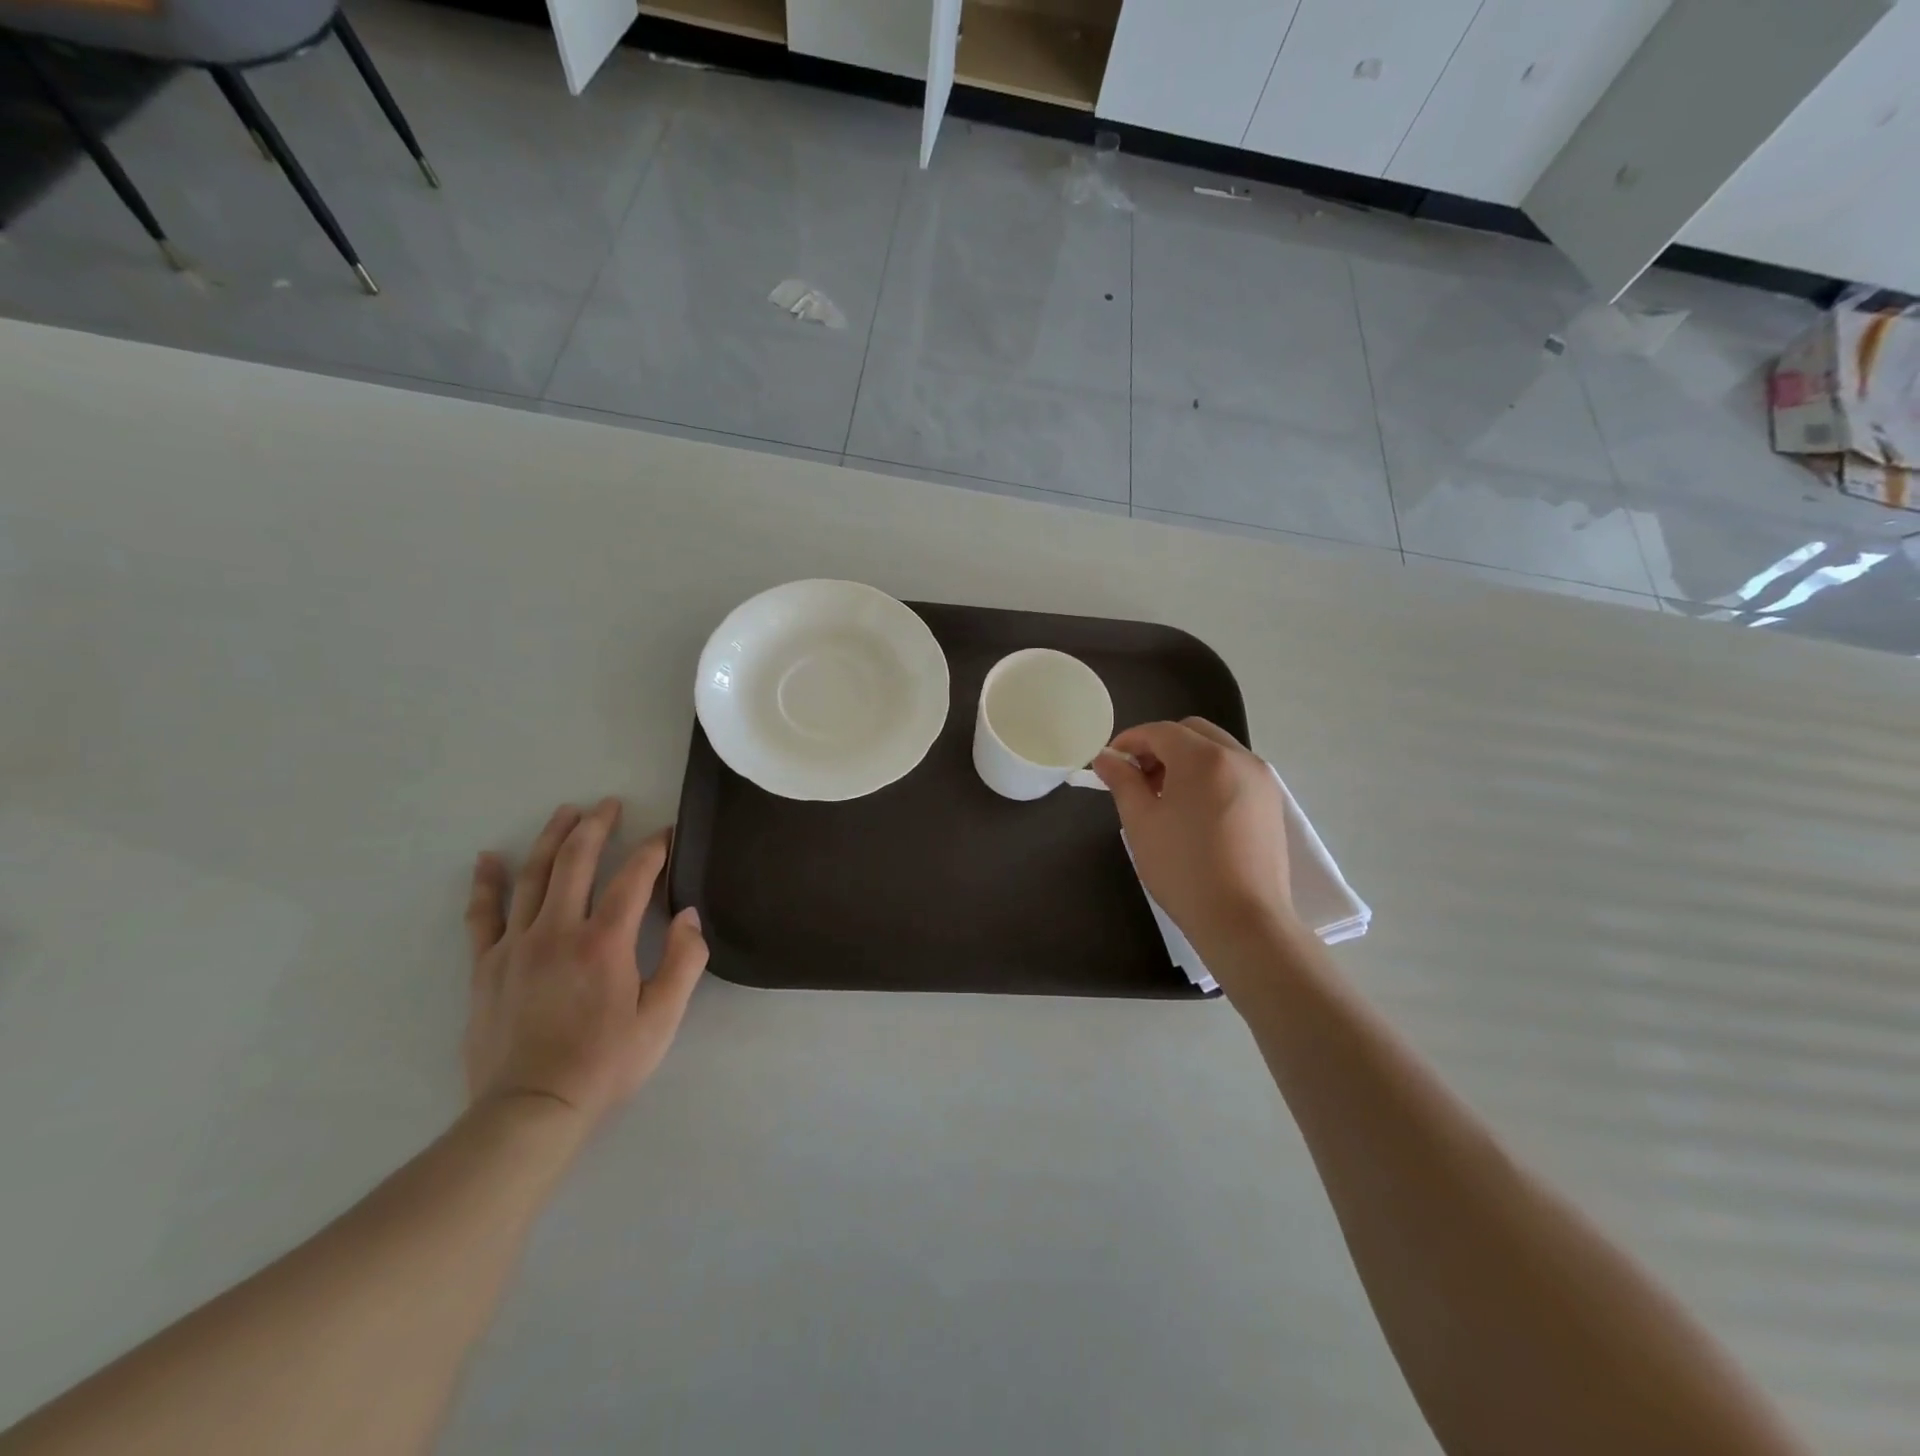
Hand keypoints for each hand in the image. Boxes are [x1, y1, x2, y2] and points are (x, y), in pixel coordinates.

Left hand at [464, 798, 707, 1124]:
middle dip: (596, 826)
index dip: (653, 850)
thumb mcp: (663, 1018)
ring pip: (534, 876)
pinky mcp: (486, 966)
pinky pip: (483, 915)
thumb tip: (689, 915)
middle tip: (609, 805)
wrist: (530, 1110)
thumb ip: (684, 961)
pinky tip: (489, 858)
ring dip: (552, 839)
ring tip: (566, 812)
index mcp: (605, 942)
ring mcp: (517, 945)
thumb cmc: (605, 1064)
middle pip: (576, 861)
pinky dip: (486, 883)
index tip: (666, 835)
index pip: (633, 878)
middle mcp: (558, 930)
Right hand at [1092, 718, 1295, 953]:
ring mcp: (1262, 780)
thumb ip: (1122, 781)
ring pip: (1216, 750)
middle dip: (1160, 746)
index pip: (1161, 731)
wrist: (1244, 920)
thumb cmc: (1183, 869)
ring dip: (1186, 759)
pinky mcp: (1272, 803)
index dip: (1130, 740)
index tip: (1110, 762)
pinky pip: (1234, 771)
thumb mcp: (1141, 822)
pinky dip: (1210, 775)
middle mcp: (1239, 757)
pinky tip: (1194, 811)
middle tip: (1137, 777)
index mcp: (1204, 758)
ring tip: (1164, 796)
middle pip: (1192, 732)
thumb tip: (1106, 757)